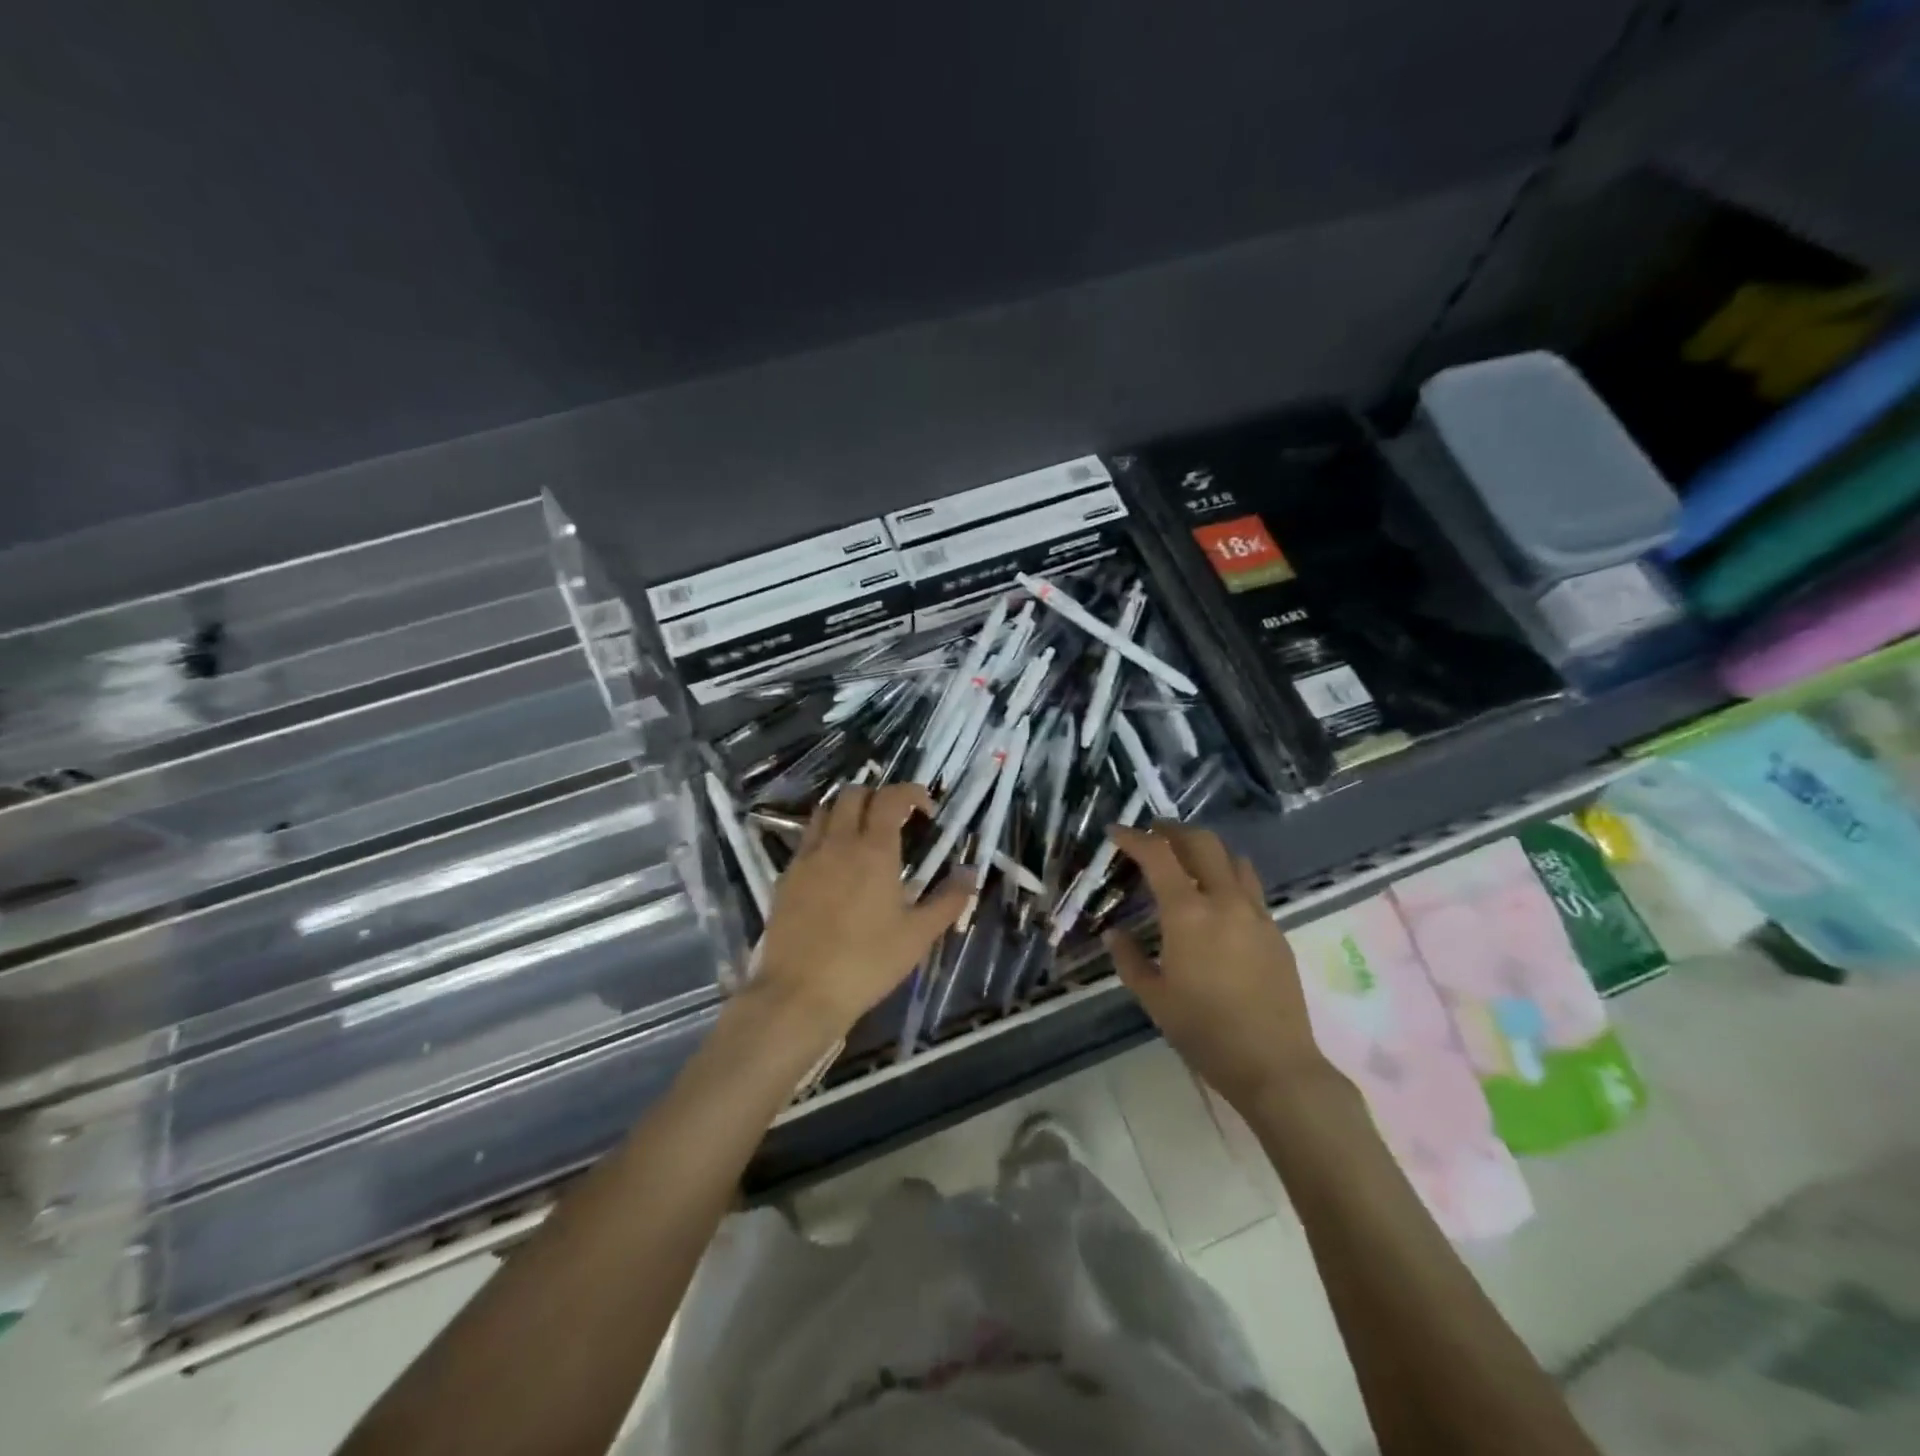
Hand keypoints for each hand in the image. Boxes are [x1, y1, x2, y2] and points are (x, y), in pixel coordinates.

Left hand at [749, 782, 970, 1044]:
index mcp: (874, 850)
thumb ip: (949, 900)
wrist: (799, 993)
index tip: (926, 810)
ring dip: (846, 811)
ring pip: (824, 811)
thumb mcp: (918, 935)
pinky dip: (824, 838)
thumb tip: (971, 872)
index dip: (911, 793)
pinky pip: (806, 841)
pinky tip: (834, 868)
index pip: (891, 797)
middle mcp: (837, 843)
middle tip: (894, 820)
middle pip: (853, 793)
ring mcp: (806, 858)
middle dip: (877, 796)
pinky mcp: (785, 878)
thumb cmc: (867, 962)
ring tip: (862, 836)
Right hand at [1106, 822, 1332, 1114]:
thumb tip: (1114, 934)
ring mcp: (1256, 913)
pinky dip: (1228, 876)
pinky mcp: (1276, 930)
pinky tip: (1216, 899)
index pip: (1158, 855)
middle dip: (1173, 831)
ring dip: (1205, 849)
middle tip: (1153, 834)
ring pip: (1232, 859)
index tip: (1116, 832)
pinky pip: (1250, 887)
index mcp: (1189, 913)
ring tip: (1187, 859)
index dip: (1134, 837)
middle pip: (1202, 842)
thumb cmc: (1204, 1031)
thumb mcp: (1153, 997)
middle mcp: (1225, 901)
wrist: (1274, 1064)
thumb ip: (1129, 958)